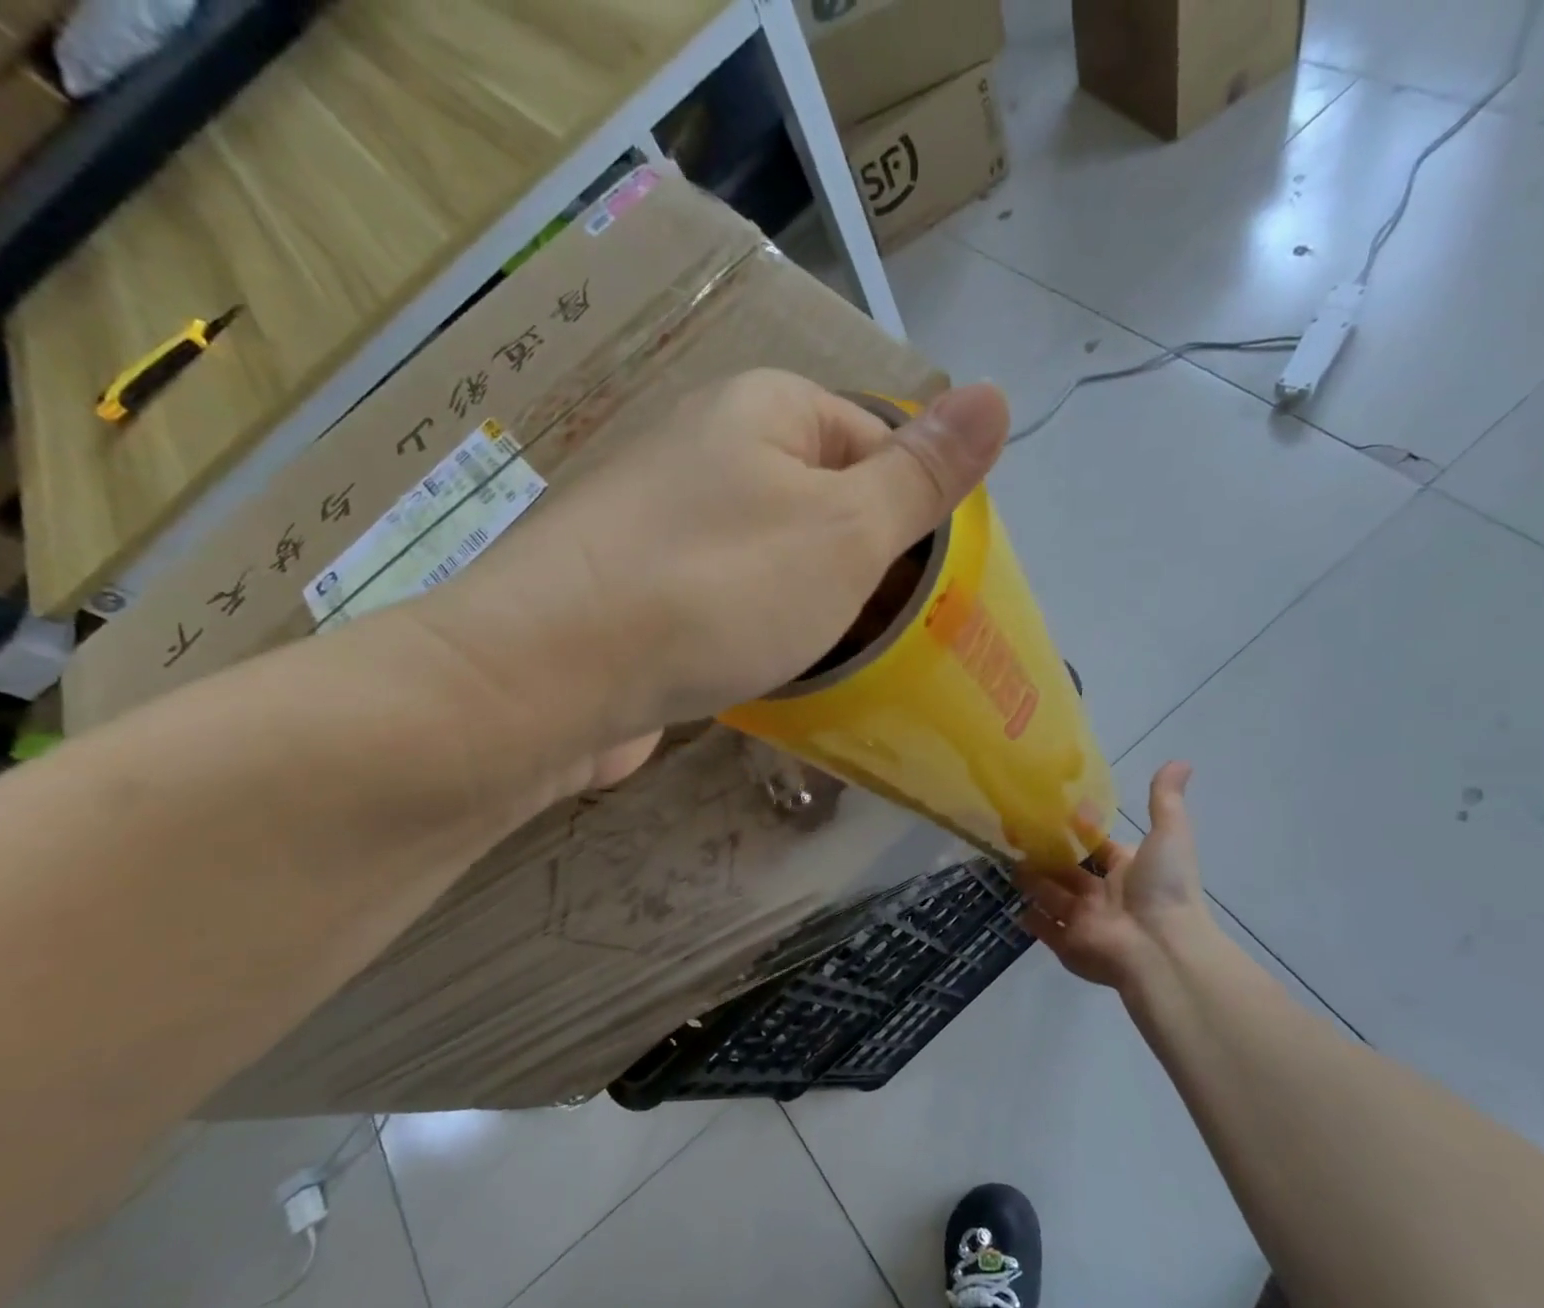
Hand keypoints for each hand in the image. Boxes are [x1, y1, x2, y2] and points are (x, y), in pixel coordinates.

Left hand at [436, 369, 1009, 753]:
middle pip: (818, 500)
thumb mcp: (845, 531)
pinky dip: (752, 632)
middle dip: (861, 566)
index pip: (871, 437)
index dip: (911, 509)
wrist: (548, 678)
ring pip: (769, 557)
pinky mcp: (632, 592)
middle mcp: (702, 451)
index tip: (931, 586)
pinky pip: (719, 601)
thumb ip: (921, 474)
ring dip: (808, 606)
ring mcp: (658, 524)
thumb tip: (995, 394)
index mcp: (760, 411)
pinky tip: (767, 673)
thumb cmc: (717, 589)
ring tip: (838, 661)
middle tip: (893, 636)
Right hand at [1015, 762, 1219, 990]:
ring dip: (1032, 882)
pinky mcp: (1067, 944)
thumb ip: (1164, 801)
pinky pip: (1044, 930)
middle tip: (1014, 834)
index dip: (1078, 830)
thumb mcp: (1169, 836)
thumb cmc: (1162, 889)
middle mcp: (1103, 894)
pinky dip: (1031, 919)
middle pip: (1068, 872)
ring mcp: (1083, 921)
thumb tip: (1180, 761)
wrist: (1160, 949)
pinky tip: (1014, 906)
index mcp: (1126, 869)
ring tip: (1006, 862)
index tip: (1050, 810)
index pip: (1097, 846)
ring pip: (1052, 897)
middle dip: (1046, 856)